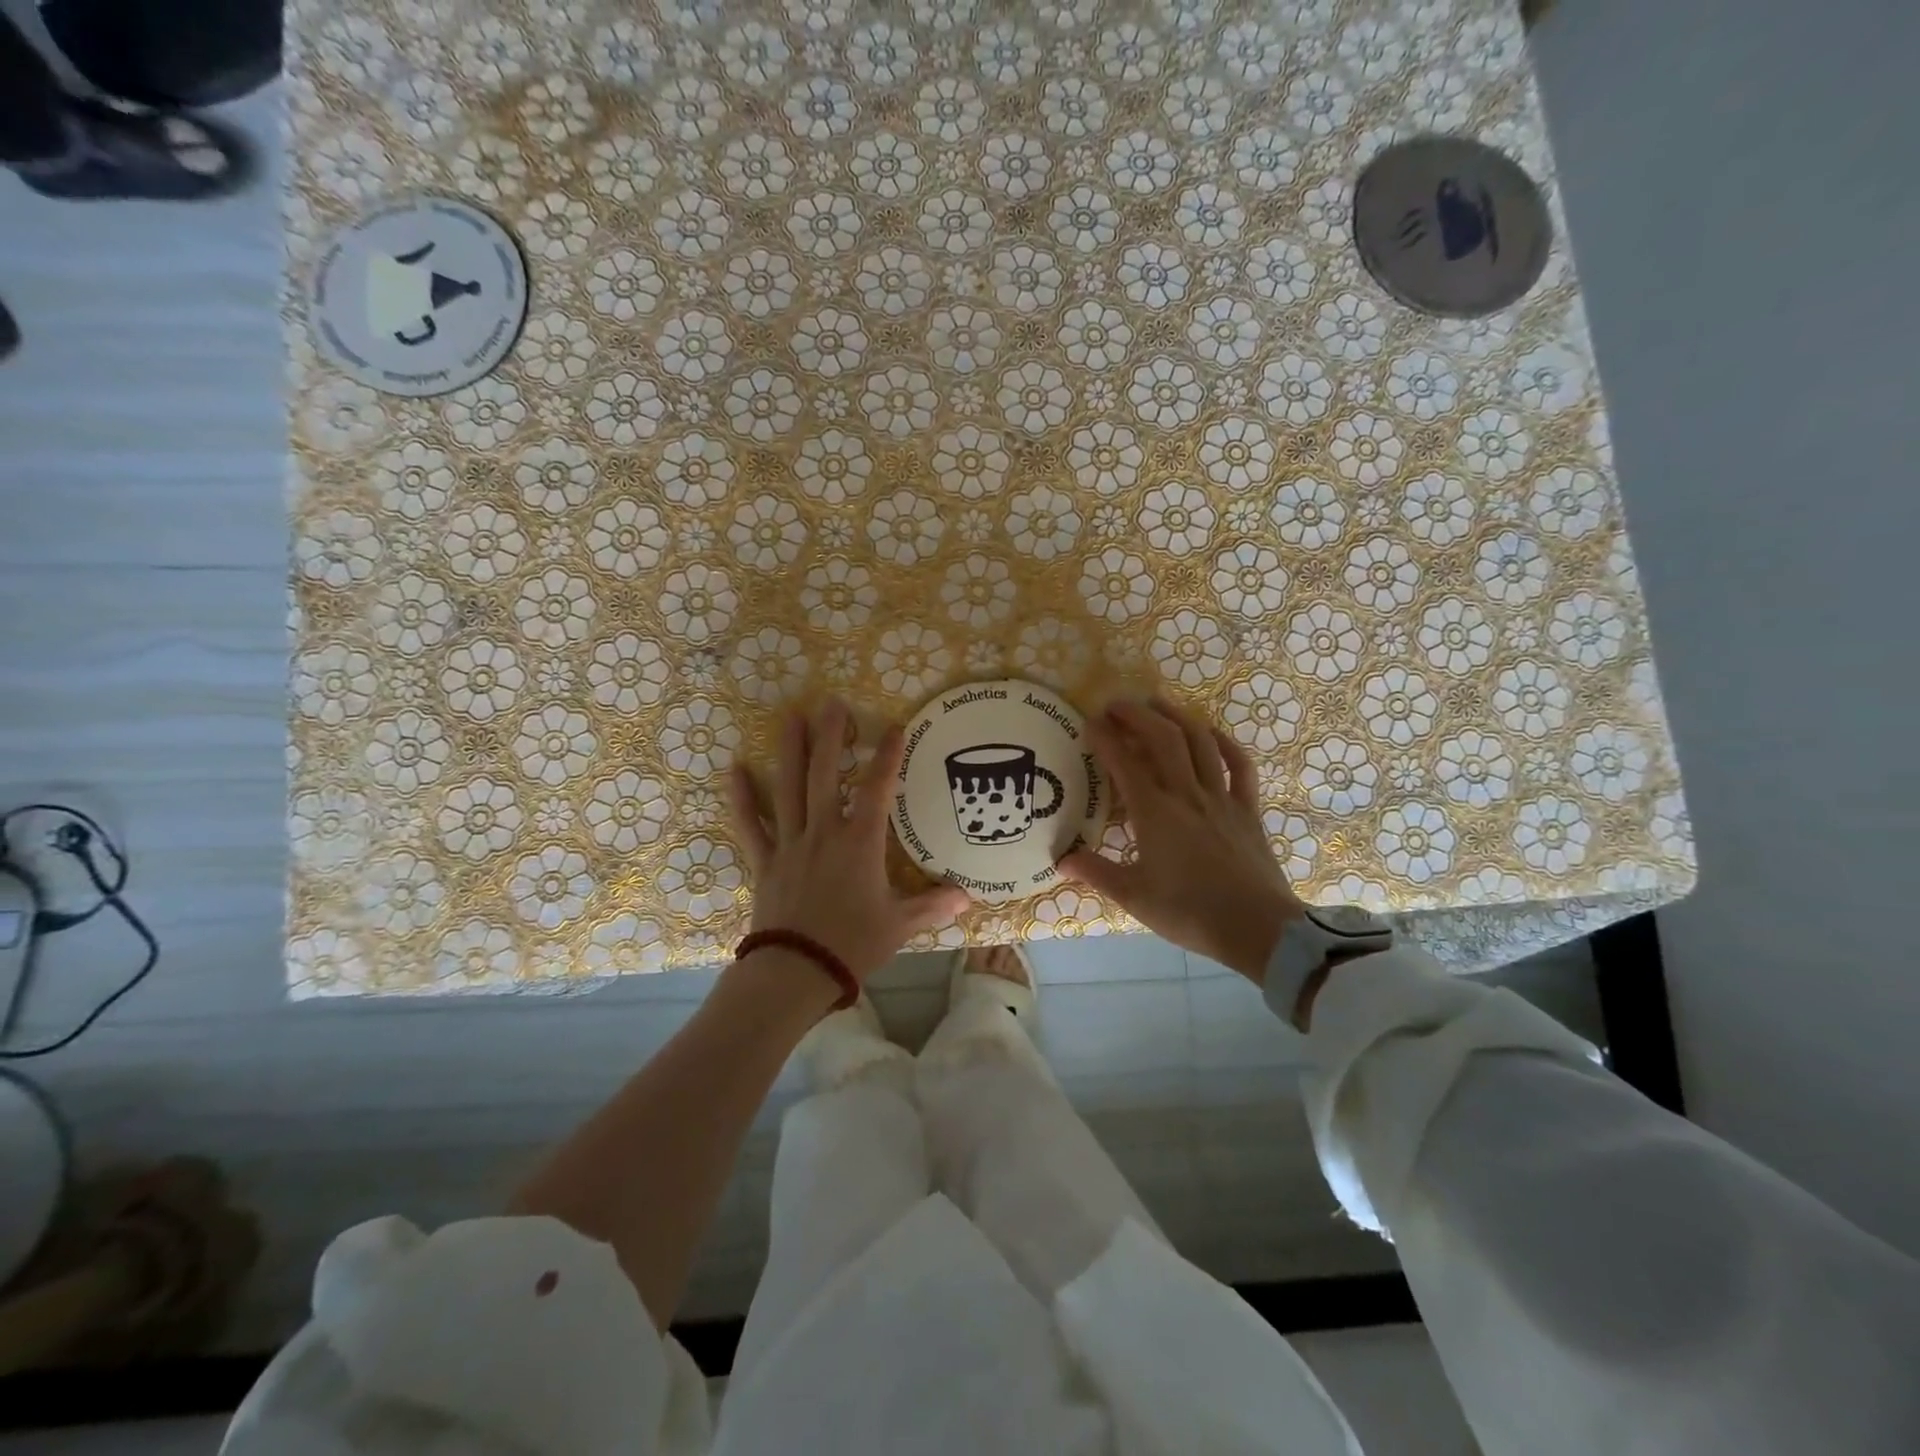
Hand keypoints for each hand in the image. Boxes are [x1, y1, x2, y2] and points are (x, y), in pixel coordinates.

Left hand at [729, 699, 968, 983]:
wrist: (796, 971)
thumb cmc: (853, 944)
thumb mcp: (900, 925)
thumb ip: (932, 906)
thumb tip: (966, 898)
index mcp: (860, 842)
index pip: (878, 788)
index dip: (888, 756)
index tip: (895, 726)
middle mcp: (824, 832)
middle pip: (825, 774)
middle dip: (831, 736)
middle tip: (831, 702)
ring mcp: (790, 843)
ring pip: (789, 788)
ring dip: (790, 751)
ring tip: (790, 717)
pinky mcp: (765, 861)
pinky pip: (750, 824)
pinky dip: (742, 797)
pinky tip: (734, 769)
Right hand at [1060, 698, 1304, 982]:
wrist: (1257, 928)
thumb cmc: (1189, 912)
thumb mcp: (1133, 897)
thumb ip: (1095, 872)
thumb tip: (1060, 859)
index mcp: (1155, 813)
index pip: (1124, 763)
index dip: (1105, 738)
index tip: (1089, 721)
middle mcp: (1187, 794)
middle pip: (1163, 738)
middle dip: (1137, 714)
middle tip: (1116, 704)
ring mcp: (1221, 798)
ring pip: (1200, 742)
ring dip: (1177, 716)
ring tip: (1157, 703)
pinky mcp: (1247, 810)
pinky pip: (1239, 766)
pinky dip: (1225, 743)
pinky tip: (1211, 734)